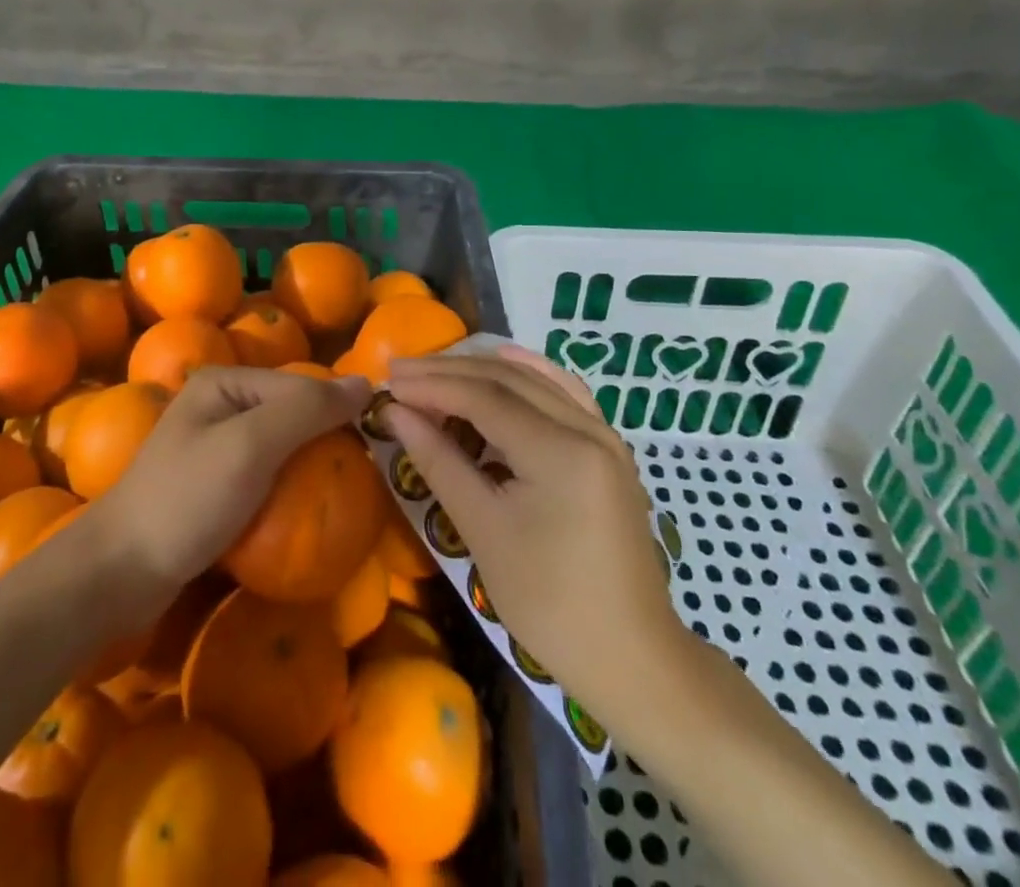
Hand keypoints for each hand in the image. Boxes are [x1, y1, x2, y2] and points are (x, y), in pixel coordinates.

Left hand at [93, 366, 370, 610]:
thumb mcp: (251, 446)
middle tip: (363, 478)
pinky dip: (288, 491)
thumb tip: (366, 382)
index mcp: (224, 381)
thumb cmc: (186, 500)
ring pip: (281, 447)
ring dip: (309, 469)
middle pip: (291, 414)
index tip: (374, 450)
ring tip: (344, 495)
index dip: (337, 412)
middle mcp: (219, 404)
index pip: (300, 385)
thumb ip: (307, 410)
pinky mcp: (213, 485)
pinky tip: (306, 513)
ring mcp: (214, 446)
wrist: (118, 574)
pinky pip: (265, 476)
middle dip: (324, 442)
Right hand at [383, 347, 685, 719]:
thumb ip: (439, 461)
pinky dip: (529, 375)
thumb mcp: (484, 531)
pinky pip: (564, 394)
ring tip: (435, 369)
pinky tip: (505, 361)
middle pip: (508, 381)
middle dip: (450, 372)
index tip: (388, 380)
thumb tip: (395, 413)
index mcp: (561, 451)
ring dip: (482, 370)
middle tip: (400, 371)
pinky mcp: (608, 450)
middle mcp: (588, 428)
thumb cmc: (549, 604)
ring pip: (535, 382)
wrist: (631, 657)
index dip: (432, 384)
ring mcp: (605, 436)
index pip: (484, 397)